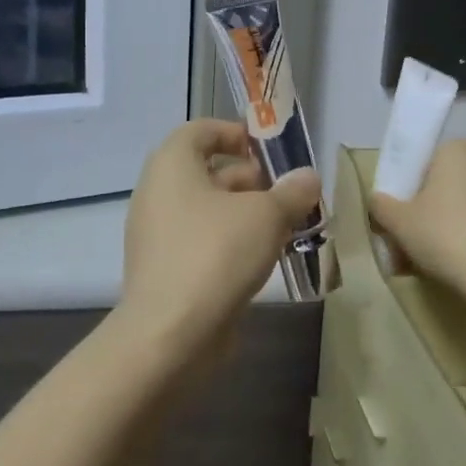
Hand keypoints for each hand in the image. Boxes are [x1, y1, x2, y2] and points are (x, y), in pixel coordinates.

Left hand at [119, 120, 323, 357]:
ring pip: (206, 209)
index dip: (235, 133)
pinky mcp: (164, 268)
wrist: (170, 334)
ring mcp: (157, 233)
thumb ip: (291, 192)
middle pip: (206, 171)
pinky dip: (229, 241)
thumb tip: (308, 178)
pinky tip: (262, 258)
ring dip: (245, 213)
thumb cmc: (216, 254)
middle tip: (287, 195)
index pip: (200, 131)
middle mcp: (157, 192)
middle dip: (251, 179)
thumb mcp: (266, 215)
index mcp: (172, 165)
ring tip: (285, 227)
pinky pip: (200, 240)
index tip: (268, 151)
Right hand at [370, 139, 465, 296]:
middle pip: (448, 183)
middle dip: (430, 207)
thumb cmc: (443, 235)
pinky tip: (460, 263)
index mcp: (457, 149)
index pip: (425, 162)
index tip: (402, 215)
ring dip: (451, 223)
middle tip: (413, 237)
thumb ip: (381, 204)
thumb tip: (378, 200)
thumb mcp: (398, 221)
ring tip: (433, 258)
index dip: (409, 188)